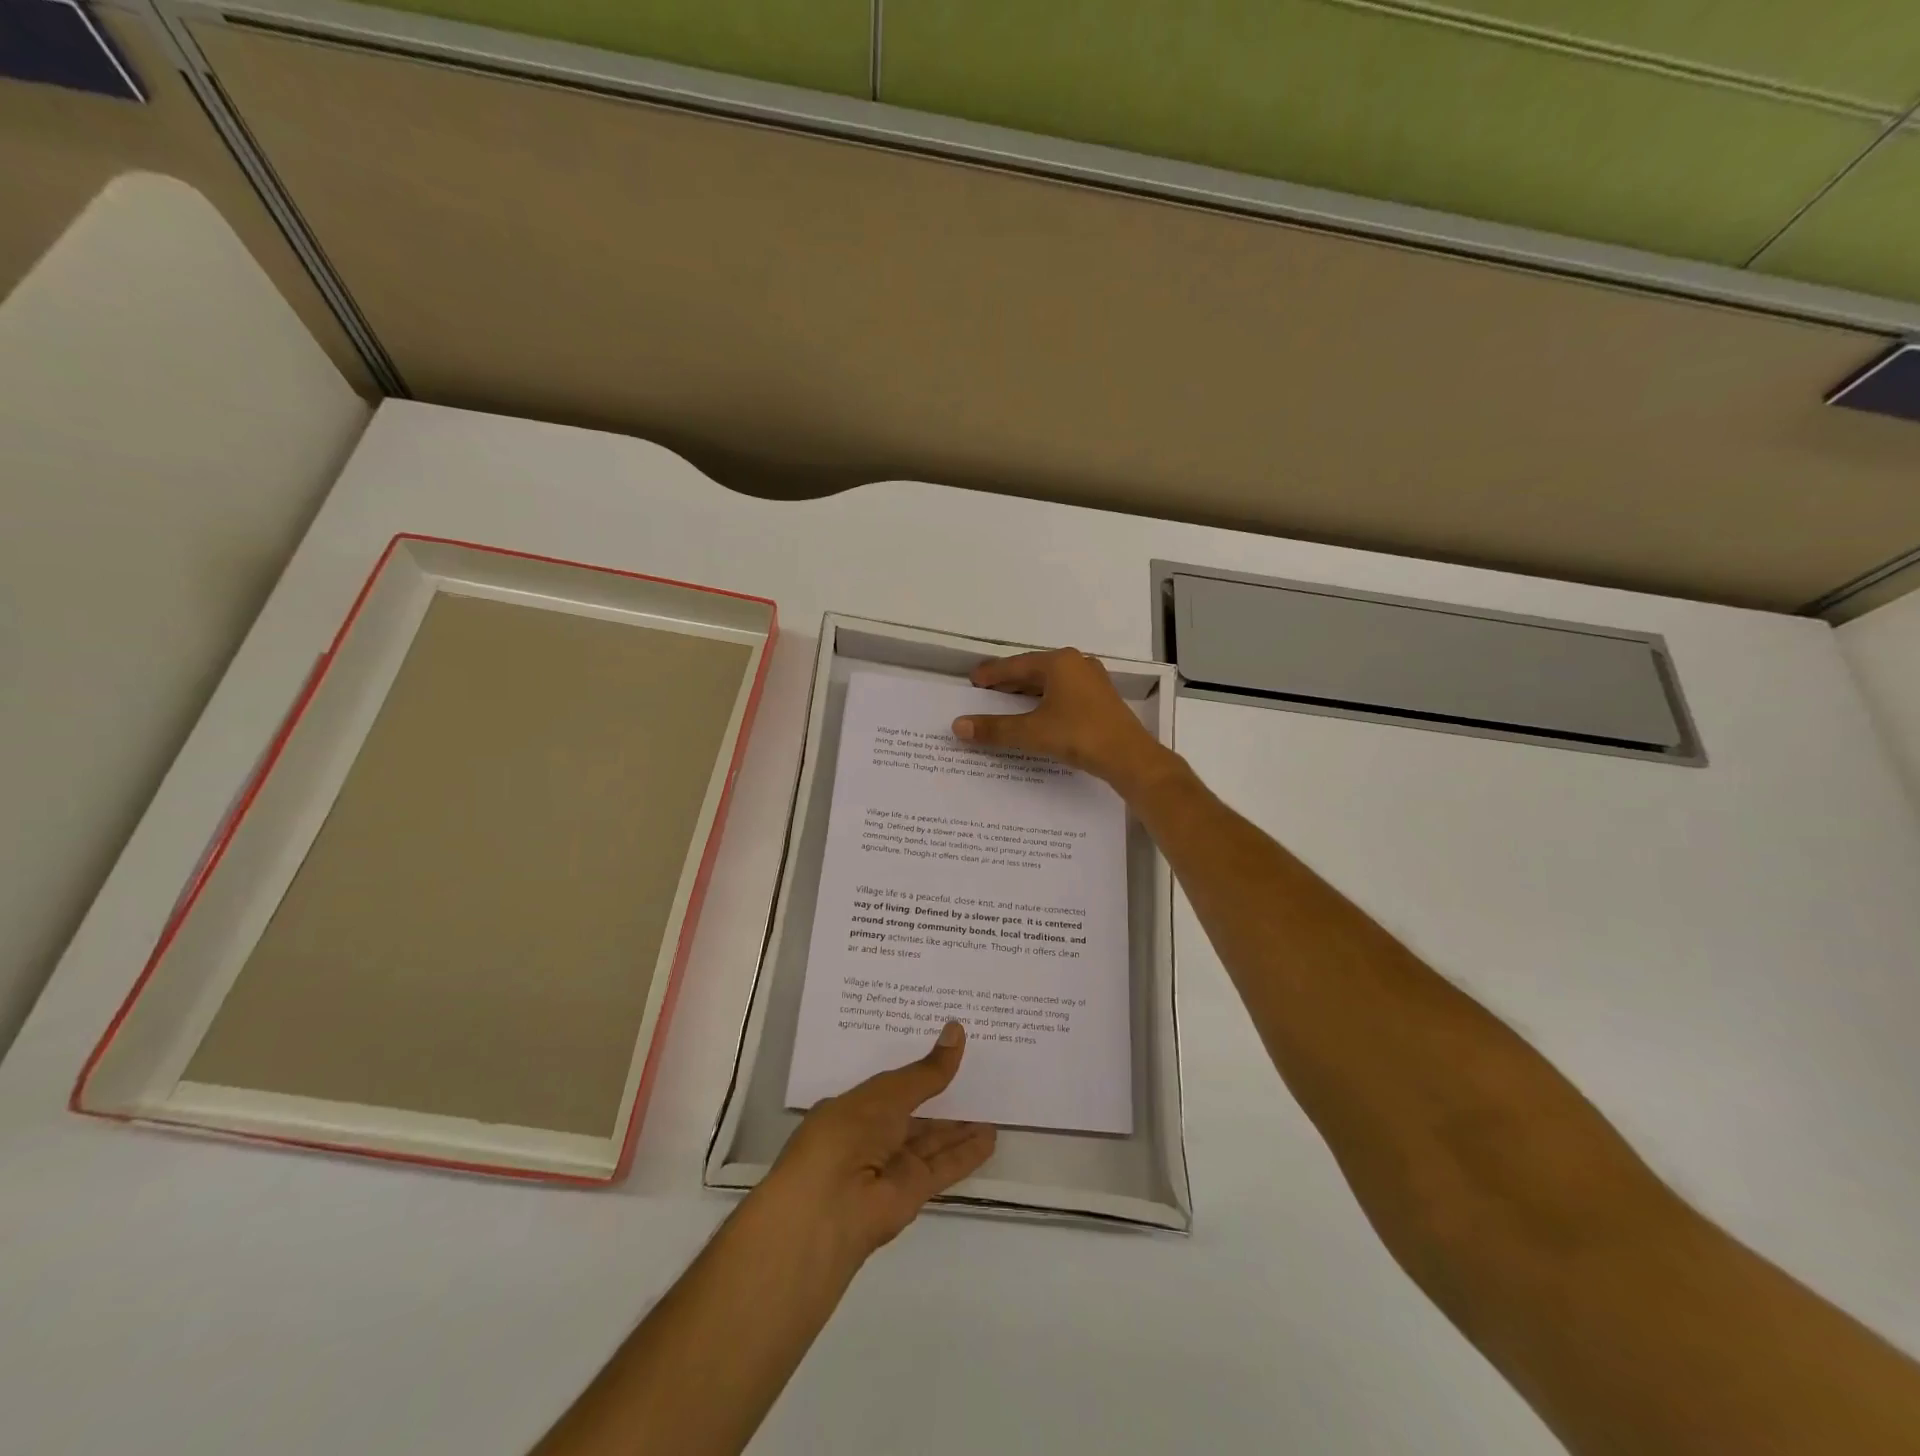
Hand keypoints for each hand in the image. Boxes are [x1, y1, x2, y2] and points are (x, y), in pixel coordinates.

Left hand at [758, 1022, 996, 1266]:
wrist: (829, 1209)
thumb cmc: (846, 1134)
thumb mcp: (887, 1093)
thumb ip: (926, 1072)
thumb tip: (957, 1030)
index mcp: (852, 1108)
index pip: (889, 1085)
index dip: (915, 1069)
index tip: (943, 1050)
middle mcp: (871, 1136)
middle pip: (914, 1113)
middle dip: (941, 1097)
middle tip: (978, 1072)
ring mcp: (891, 1166)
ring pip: (932, 1140)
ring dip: (959, 1126)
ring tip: (992, 1104)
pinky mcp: (912, 1192)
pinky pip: (944, 1166)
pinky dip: (967, 1153)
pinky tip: (991, 1137)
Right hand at [952, 648, 1173, 796]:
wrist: (1130, 757)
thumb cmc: (1079, 736)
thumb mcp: (1031, 732)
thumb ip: (994, 729)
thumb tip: (958, 726)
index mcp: (1059, 663)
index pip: (1015, 665)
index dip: (991, 673)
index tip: (973, 680)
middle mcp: (1077, 664)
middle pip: (1033, 670)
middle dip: (1009, 682)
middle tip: (985, 692)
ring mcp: (1092, 681)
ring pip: (1050, 683)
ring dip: (1027, 693)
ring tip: (1006, 704)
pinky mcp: (1101, 700)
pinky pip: (1064, 694)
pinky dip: (1045, 701)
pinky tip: (1037, 715)